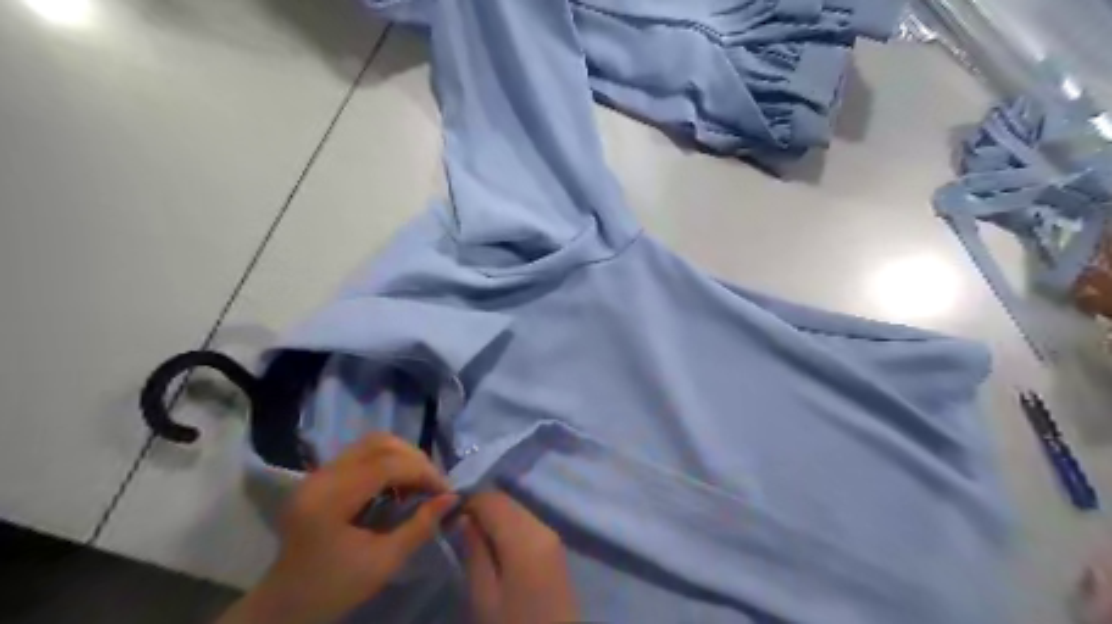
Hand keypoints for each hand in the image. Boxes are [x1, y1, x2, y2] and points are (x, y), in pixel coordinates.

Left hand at [214, 434, 458, 623]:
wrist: (284, 606)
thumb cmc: (333, 589)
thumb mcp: (384, 562)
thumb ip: (420, 526)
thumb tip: (452, 497)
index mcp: (329, 499)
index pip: (386, 464)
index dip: (422, 471)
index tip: (446, 491)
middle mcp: (320, 476)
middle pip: (379, 444)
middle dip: (415, 459)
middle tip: (434, 485)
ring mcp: (317, 473)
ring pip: (372, 443)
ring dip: (403, 457)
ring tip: (419, 482)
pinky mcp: (321, 476)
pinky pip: (363, 454)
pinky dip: (388, 461)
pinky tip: (399, 484)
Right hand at [461, 492, 582, 623]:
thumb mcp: (485, 595)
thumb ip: (474, 551)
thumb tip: (465, 518)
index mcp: (524, 537)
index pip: (492, 500)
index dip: (468, 502)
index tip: (448, 518)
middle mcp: (542, 526)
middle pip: (507, 501)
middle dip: (482, 507)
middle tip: (458, 528)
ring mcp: (552, 534)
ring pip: (517, 509)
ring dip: (496, 516)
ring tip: (474, 538)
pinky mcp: (556, 545)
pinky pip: (527, 522)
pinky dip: (509, 525)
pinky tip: (497, 546)